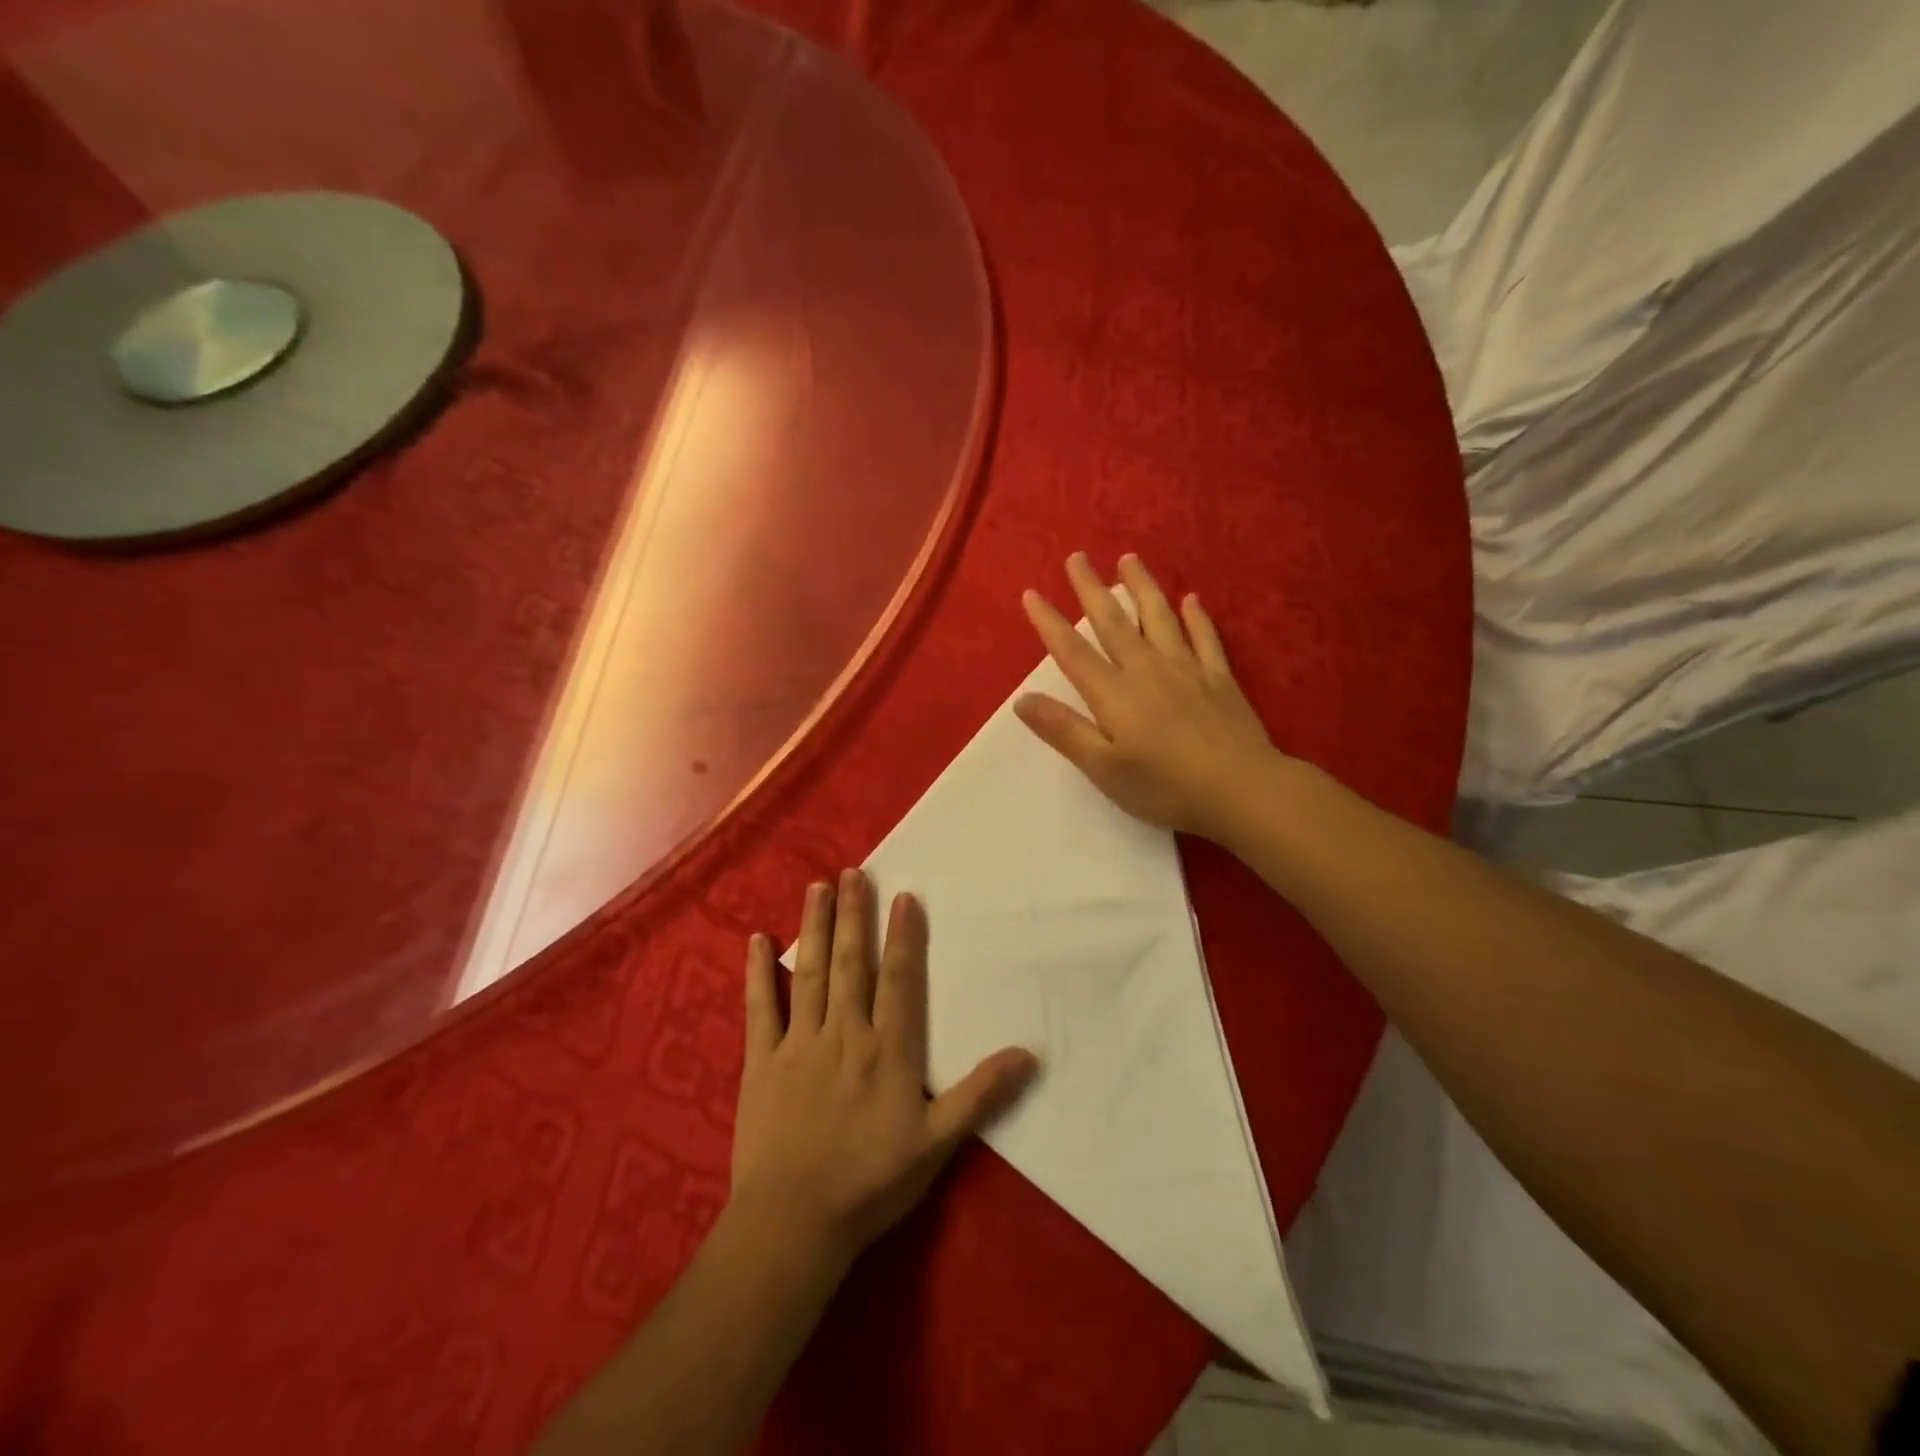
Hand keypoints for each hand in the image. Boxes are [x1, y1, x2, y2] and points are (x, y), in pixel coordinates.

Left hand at [730, 871, 1037, 1266]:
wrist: (795, 1222)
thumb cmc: (871, 1181)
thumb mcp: (938, 1142)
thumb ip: (981, 1094)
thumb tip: (1031, 1054)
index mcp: (886, 1048)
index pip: (899, 980)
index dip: (903, 937)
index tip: (903, 897)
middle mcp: (844, 1032)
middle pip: (851, 963)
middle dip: (854, 915)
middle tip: (853, 872)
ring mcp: (799, 1042)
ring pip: (810, 972)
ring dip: (814, 927)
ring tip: (818, 888)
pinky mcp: (762, 1060)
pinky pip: (760, 1007)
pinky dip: (759, 972)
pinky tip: (756, 940)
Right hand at [1015, 553, 1280, 840]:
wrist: (1241, 789)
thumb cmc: (1165, 786)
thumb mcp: (1103, 768)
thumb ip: (1064, 730)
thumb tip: (1021, 700)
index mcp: (1114, 693)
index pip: (1072, 650)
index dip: (1049, 622)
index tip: (1032, 593)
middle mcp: (1147, 669)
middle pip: (1114, 621)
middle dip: (1092, 588)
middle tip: (1078, 557)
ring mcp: (1187, 669)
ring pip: (1159, 617)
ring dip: (1142, 587)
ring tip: (1129, 560)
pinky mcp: (1220, 678)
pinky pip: (1205, 638)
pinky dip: (1197, 617)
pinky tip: (1192, 600)